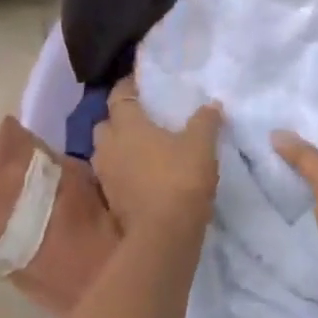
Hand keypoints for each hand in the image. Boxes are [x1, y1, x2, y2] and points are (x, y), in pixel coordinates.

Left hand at [91, 77, 221, 234]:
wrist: (164, 233)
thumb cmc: (180, 179)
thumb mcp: (201, 145)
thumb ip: (205, 121)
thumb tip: (212, 105)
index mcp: (127, 124)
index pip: (119, 95)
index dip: (128, 86)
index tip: (140, 83)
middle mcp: (108, 145)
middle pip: (106, 124)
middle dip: (118, 119)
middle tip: (141, 118)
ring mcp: (105, 174)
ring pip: (105, 151)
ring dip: (118, 147)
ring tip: (141, 148)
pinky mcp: (110, 199)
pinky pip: (112, 175)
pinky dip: (123, 171)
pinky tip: (141, 175)